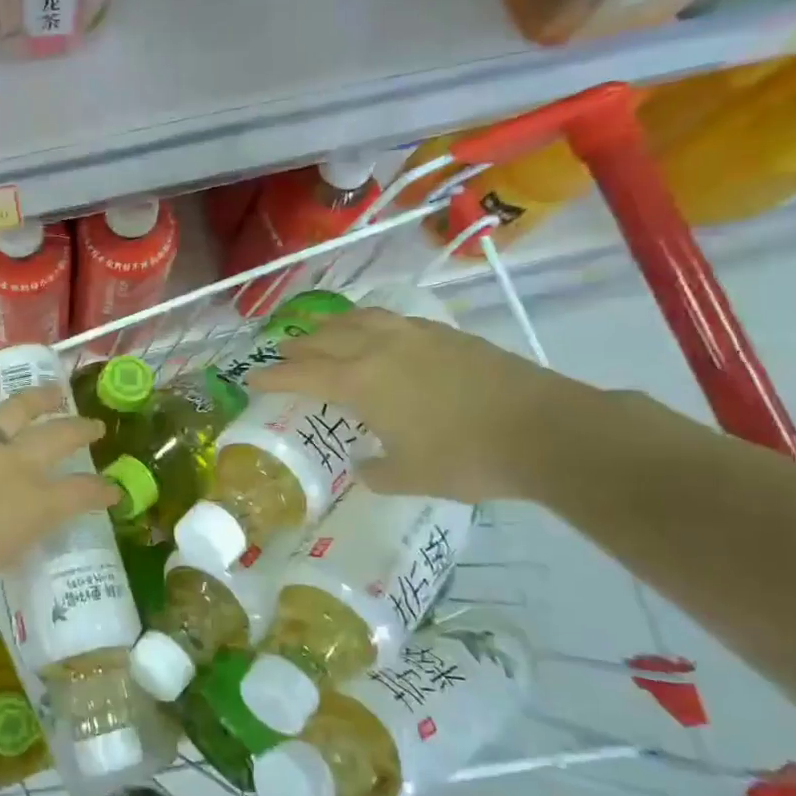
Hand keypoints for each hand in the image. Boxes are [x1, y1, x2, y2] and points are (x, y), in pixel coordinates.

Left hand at [0, 368, 117, 623]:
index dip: (102, 491)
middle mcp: (11, 466)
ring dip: (40, 397)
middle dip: (82, 430)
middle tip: (93, 427)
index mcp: (30, 508)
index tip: (113, 490)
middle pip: (59, 437)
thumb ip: (4, 538)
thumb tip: (3, 527)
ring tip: (53, 392)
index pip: (80, 494)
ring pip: (17, 408)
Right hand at [248, 305, 595, 502]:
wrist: (544, 429)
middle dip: (298, 347)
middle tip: (282, 354)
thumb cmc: (466, 458)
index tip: (251, 378)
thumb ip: (377, 470)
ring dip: (333, 326)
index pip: (302, 375)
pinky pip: (393, 319)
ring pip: (359, 320)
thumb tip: (365, 464)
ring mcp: (415, 336)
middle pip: (325, 339)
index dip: (273, 376)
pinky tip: (379, 332)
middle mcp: (379, 349)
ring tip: (323, 332)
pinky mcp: (447, 334)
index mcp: (360, 382)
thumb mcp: (411, 476)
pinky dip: (371, 323)